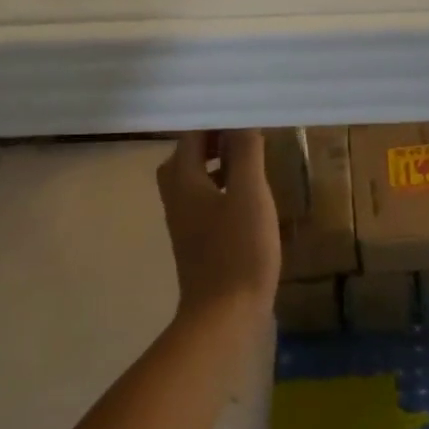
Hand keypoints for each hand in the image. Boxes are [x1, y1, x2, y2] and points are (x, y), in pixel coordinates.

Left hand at [157, 131, 280, 319]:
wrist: (224, 315)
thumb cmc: (239, 249)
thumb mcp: (248, 194)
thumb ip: (244, 153)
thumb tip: (242, 121)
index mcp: (183, 182)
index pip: (191, 137)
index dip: (215, 122)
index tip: (244, 114)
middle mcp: (177, 199)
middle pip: (186, 158)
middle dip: (213, 142)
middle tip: (246, 136)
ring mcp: (185, 224)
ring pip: (195, 182)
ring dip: (218, 166)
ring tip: (251, 161)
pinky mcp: (198, 243)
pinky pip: (205, 203)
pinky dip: (223, 190)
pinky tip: (250, 199)